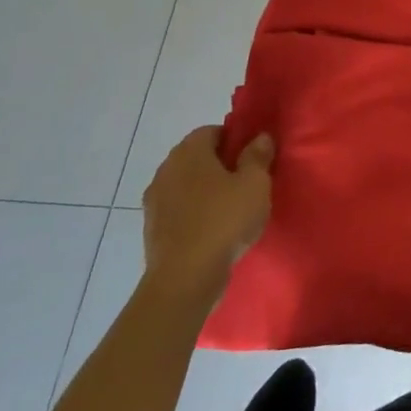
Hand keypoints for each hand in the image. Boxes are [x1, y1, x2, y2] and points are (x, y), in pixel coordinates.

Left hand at [140, 127, 273, 309]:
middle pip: (197, 157)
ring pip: (186, 185)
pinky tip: (213, 230)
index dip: (234, 140)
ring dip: (205, 191)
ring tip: (231, 209)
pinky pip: (178, 210)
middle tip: (246, 182)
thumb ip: (258, 156)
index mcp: (189, 151)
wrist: (184, 279)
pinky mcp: (151, 229)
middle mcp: (166, 169)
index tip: (252, 158)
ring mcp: (154, 200)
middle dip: (219, 165)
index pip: (212, 131)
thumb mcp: (255, 183)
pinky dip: (194, 214)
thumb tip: (259, 137)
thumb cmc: (224, 220)